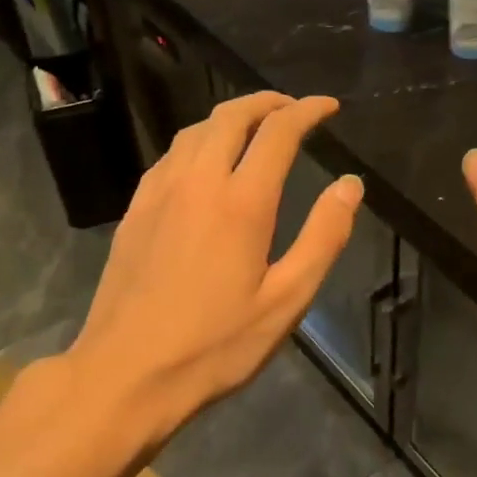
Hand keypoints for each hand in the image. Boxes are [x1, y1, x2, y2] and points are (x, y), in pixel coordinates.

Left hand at [65, 92, 361, 448]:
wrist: (126, 374)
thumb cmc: (216, 345)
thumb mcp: (286, 301)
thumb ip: (323, 238)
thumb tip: (350, 185)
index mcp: (241, 202)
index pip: (277, 133)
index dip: (306, 111)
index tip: (328, 107)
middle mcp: (197, 182)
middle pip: (230, 117)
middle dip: (266, 102)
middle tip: (293, 108)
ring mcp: (158, 193)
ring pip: (195, 131)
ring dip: (230, 117)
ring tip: (255, 127)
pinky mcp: (135, 211)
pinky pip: (170, 155)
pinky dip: (198, 141)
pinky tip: (205, 163)